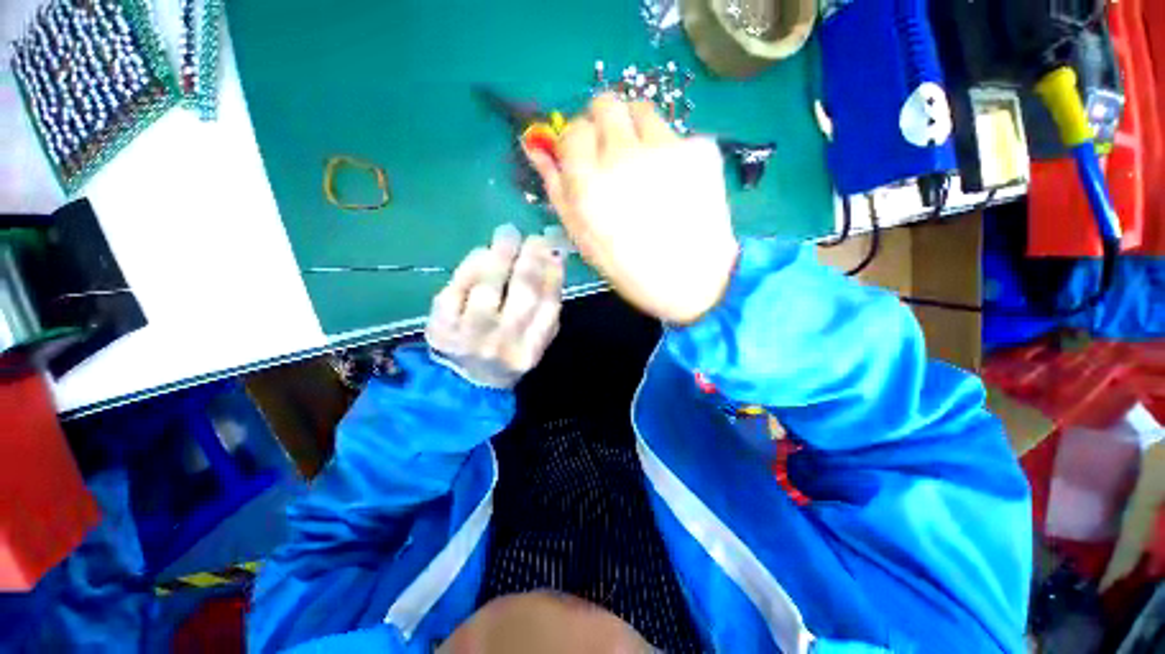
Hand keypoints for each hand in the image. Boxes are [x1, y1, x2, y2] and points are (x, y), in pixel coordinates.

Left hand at [425, 224, 563, 388]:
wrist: (466, 383)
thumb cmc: (508, 356)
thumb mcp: (536, 343)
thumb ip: (548, 310)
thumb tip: (555, 259)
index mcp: (530, 350)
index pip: (548, 305)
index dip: (552, 272)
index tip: (554, 250)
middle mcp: (501, 343)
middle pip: (521, 292)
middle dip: (530, 258)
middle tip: (533, 237)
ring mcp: (468, 334)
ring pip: (487, 286)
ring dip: (500, 254)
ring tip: (508, 234)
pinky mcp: (440, 325)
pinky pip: (457, 287)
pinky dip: (471, 265)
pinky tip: (483, 252)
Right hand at [526, 94, 738, 324]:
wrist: (691, 280)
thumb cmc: (629, 268)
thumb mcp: (583, 238)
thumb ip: (558, 190)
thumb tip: (537, 149)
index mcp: (589, 183)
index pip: (574, 130)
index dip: (578, 144)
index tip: (585, 159)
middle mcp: (623, 155)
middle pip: (606, 103)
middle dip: (604, 124)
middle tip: (614, 154)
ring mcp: (665, 146)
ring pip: (642, 110)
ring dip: (636, 132)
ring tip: (646, 167)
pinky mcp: (700, 147)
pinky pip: (676, 134)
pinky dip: (670, 152)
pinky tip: (677, 184)